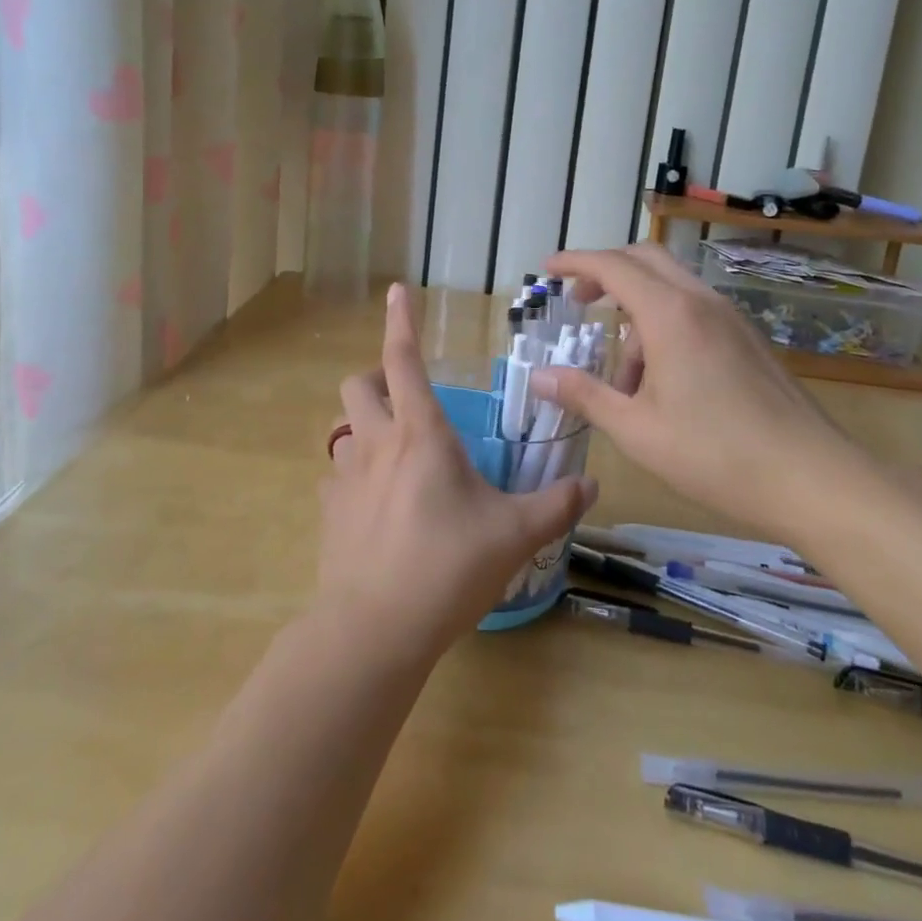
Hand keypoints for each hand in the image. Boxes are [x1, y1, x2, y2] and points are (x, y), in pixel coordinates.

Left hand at [319, 283, 597, 662]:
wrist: (374, 629)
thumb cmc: (447, 568)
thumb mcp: (514, 535)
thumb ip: (555, 505)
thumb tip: (592, 485)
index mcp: (420, 434)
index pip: (404, 359)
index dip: (400, 321)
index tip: (396, 290)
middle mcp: (377, 444)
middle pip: (358, 384)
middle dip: (377, 377)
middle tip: (406, 395)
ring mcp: (345, 478)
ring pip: (343, 429)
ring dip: (365, 427)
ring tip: (394, 452)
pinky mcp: (329, 513)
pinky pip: (336, 478)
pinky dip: (355, 477)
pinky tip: (376, 505)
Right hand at [528, 244, 861, 527]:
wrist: (813, 479)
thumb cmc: (715, 454)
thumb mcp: (636, 429)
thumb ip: (584, 394)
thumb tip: (539, 376)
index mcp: (670, 314)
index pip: (612, 265)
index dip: (575, 262)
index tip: (548, 269)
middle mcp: (701, 302)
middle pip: (645, 259)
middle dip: (605, 272)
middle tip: (578, 302)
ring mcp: (730, 318)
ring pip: (670, 288)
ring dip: (636, 312)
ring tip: (623, 379)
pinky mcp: (747, 339)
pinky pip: (693, 311)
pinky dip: (664, 326)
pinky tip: (662, 382)